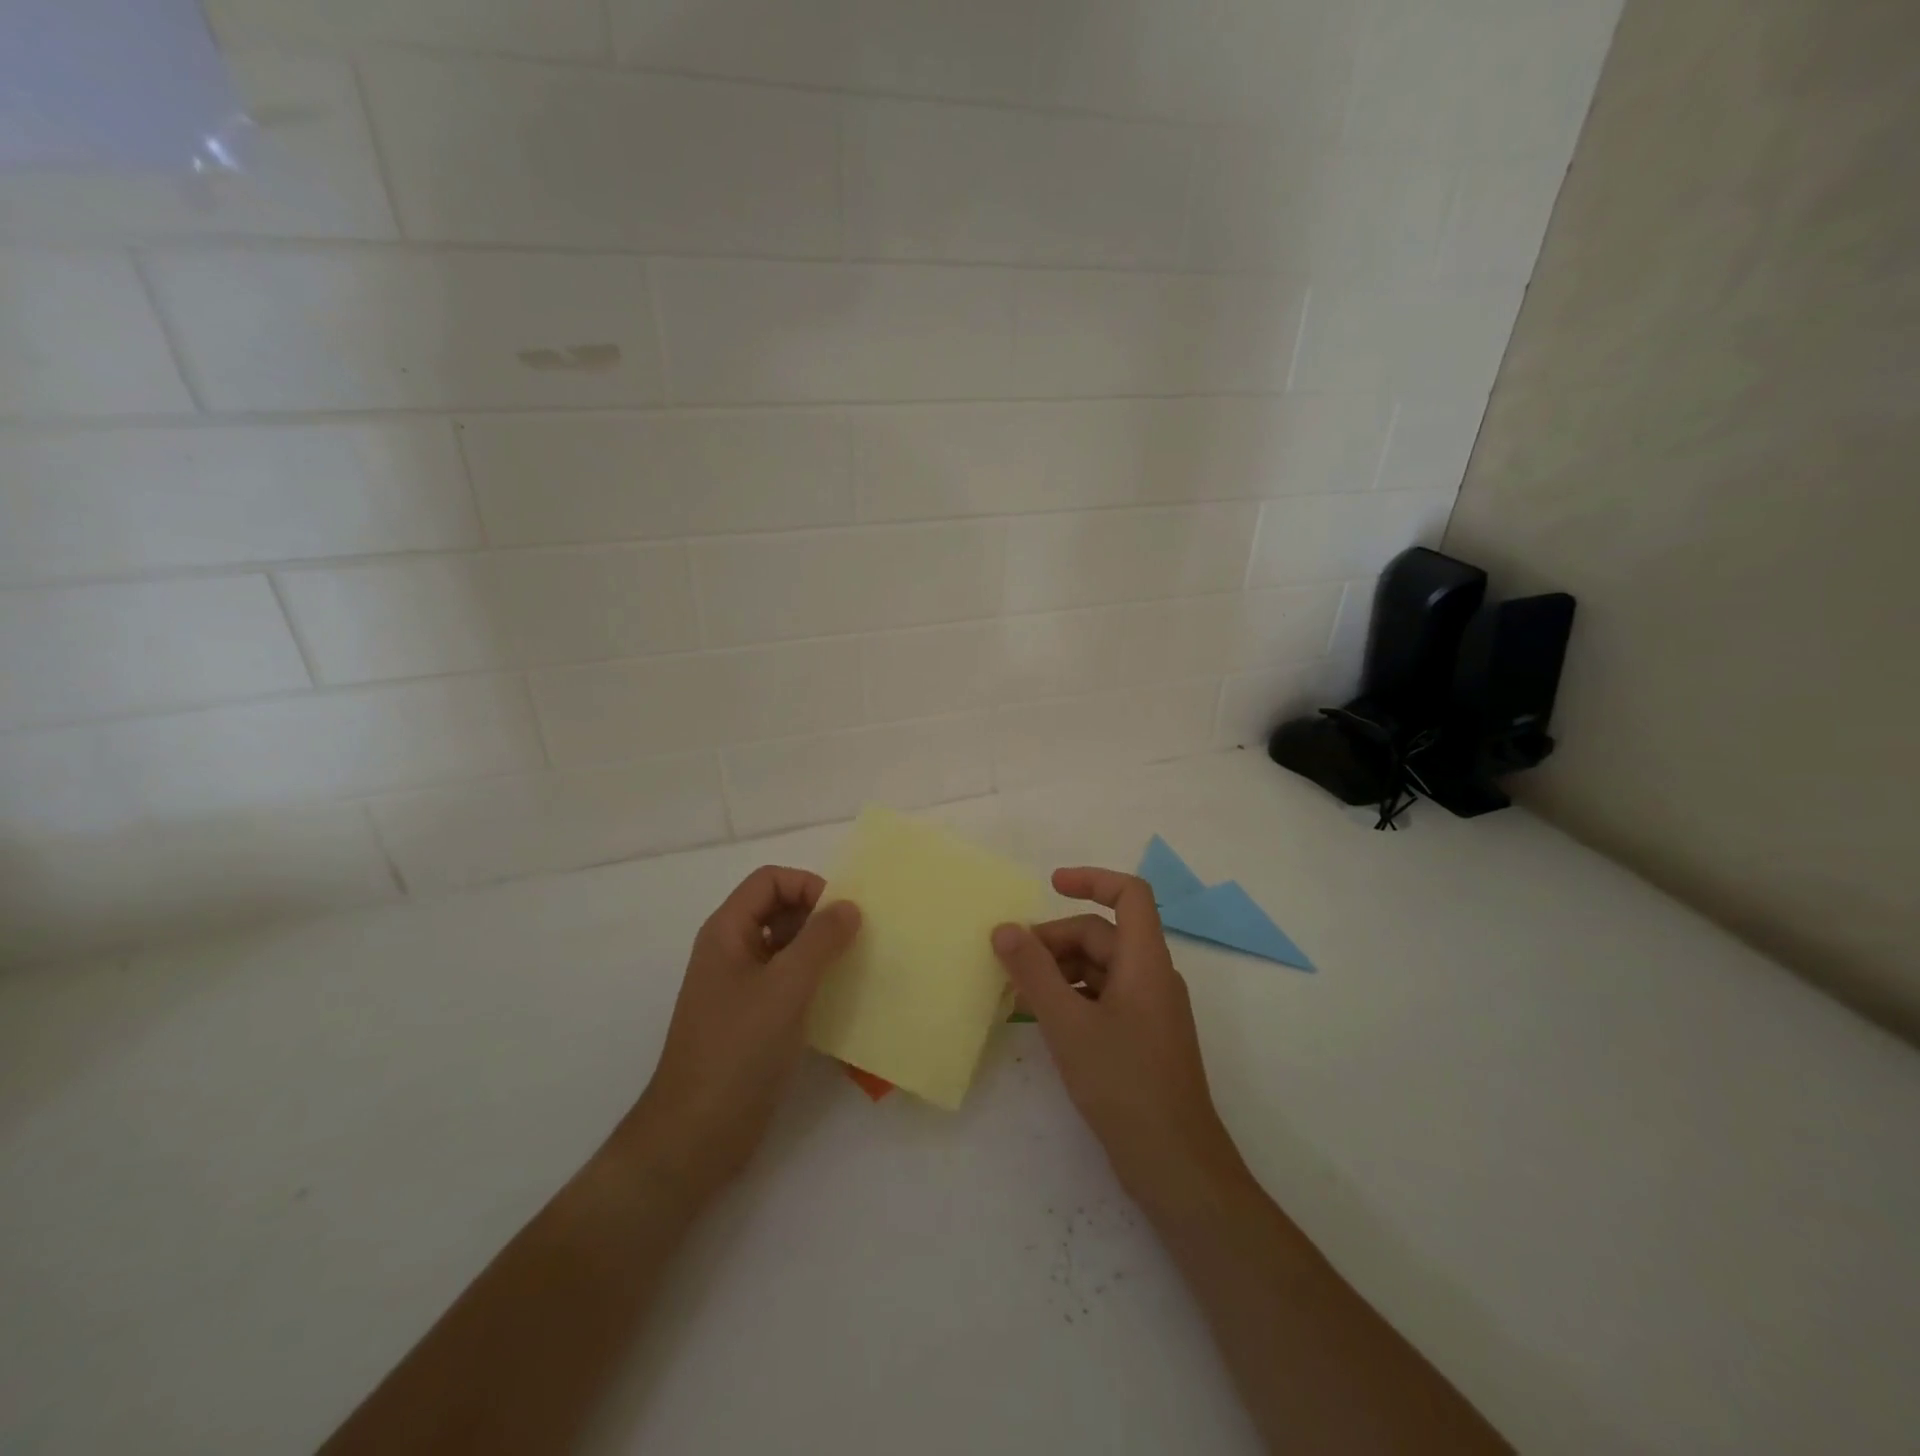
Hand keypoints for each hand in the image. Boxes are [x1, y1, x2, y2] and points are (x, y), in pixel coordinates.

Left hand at [622, 866, 860, 1206]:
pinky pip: (786, 982)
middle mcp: (731, 951)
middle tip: (856, 940)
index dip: (807, 886)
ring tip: (854, 967)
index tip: (842, 915)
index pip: (770, 881)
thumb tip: (849, 906)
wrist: (696, 1135)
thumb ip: (821, 940)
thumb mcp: (786, 987)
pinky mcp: (751, 1020)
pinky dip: (813, 981)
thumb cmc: (738, 1050)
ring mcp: (739, 987)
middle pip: (778, 909)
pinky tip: (839, 1000)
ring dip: (819, 950)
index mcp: (727, 932)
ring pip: (785, 947)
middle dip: (818, 917)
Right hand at [992, 867, 1250, 1216]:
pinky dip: (1072, 997)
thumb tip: (1004, 928)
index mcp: (1146, 962)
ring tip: (1018, 993)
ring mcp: (1150, 1009)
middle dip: (1055, 940)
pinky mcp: (1143, 1038)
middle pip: (1103, 934)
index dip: (1091, 880)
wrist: (1176, 1165)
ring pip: (1100, 968)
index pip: (1130, 894)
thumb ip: (1034, 973)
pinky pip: (1104, 998)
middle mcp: (1153, 976)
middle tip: (1011, 963)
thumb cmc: (1124, 1084)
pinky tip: (1043, 1020)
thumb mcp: (1068, 1024)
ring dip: (1060, 970)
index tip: (1050, 885)